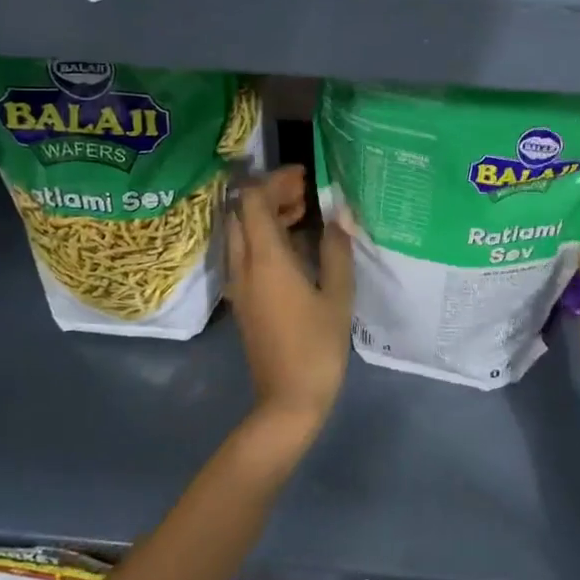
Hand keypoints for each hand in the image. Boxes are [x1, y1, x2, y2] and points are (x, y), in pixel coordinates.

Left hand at [226, 167, 353, 444]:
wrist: (287, 401)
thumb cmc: (317, 347)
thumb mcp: (337, 295)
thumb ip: (337, 249)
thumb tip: (339, 215)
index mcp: (266, 259)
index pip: (254, 200)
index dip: (276, 180)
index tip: (305, 177)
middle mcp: (244, 265)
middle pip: (242, 212)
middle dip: (270, 194)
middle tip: (306, 193)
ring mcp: (239, 283)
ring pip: (241, 232)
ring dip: (265, 215)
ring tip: (304, 213)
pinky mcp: (243, 299)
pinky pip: (244, 252)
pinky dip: (263, 237)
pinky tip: (295, 245)